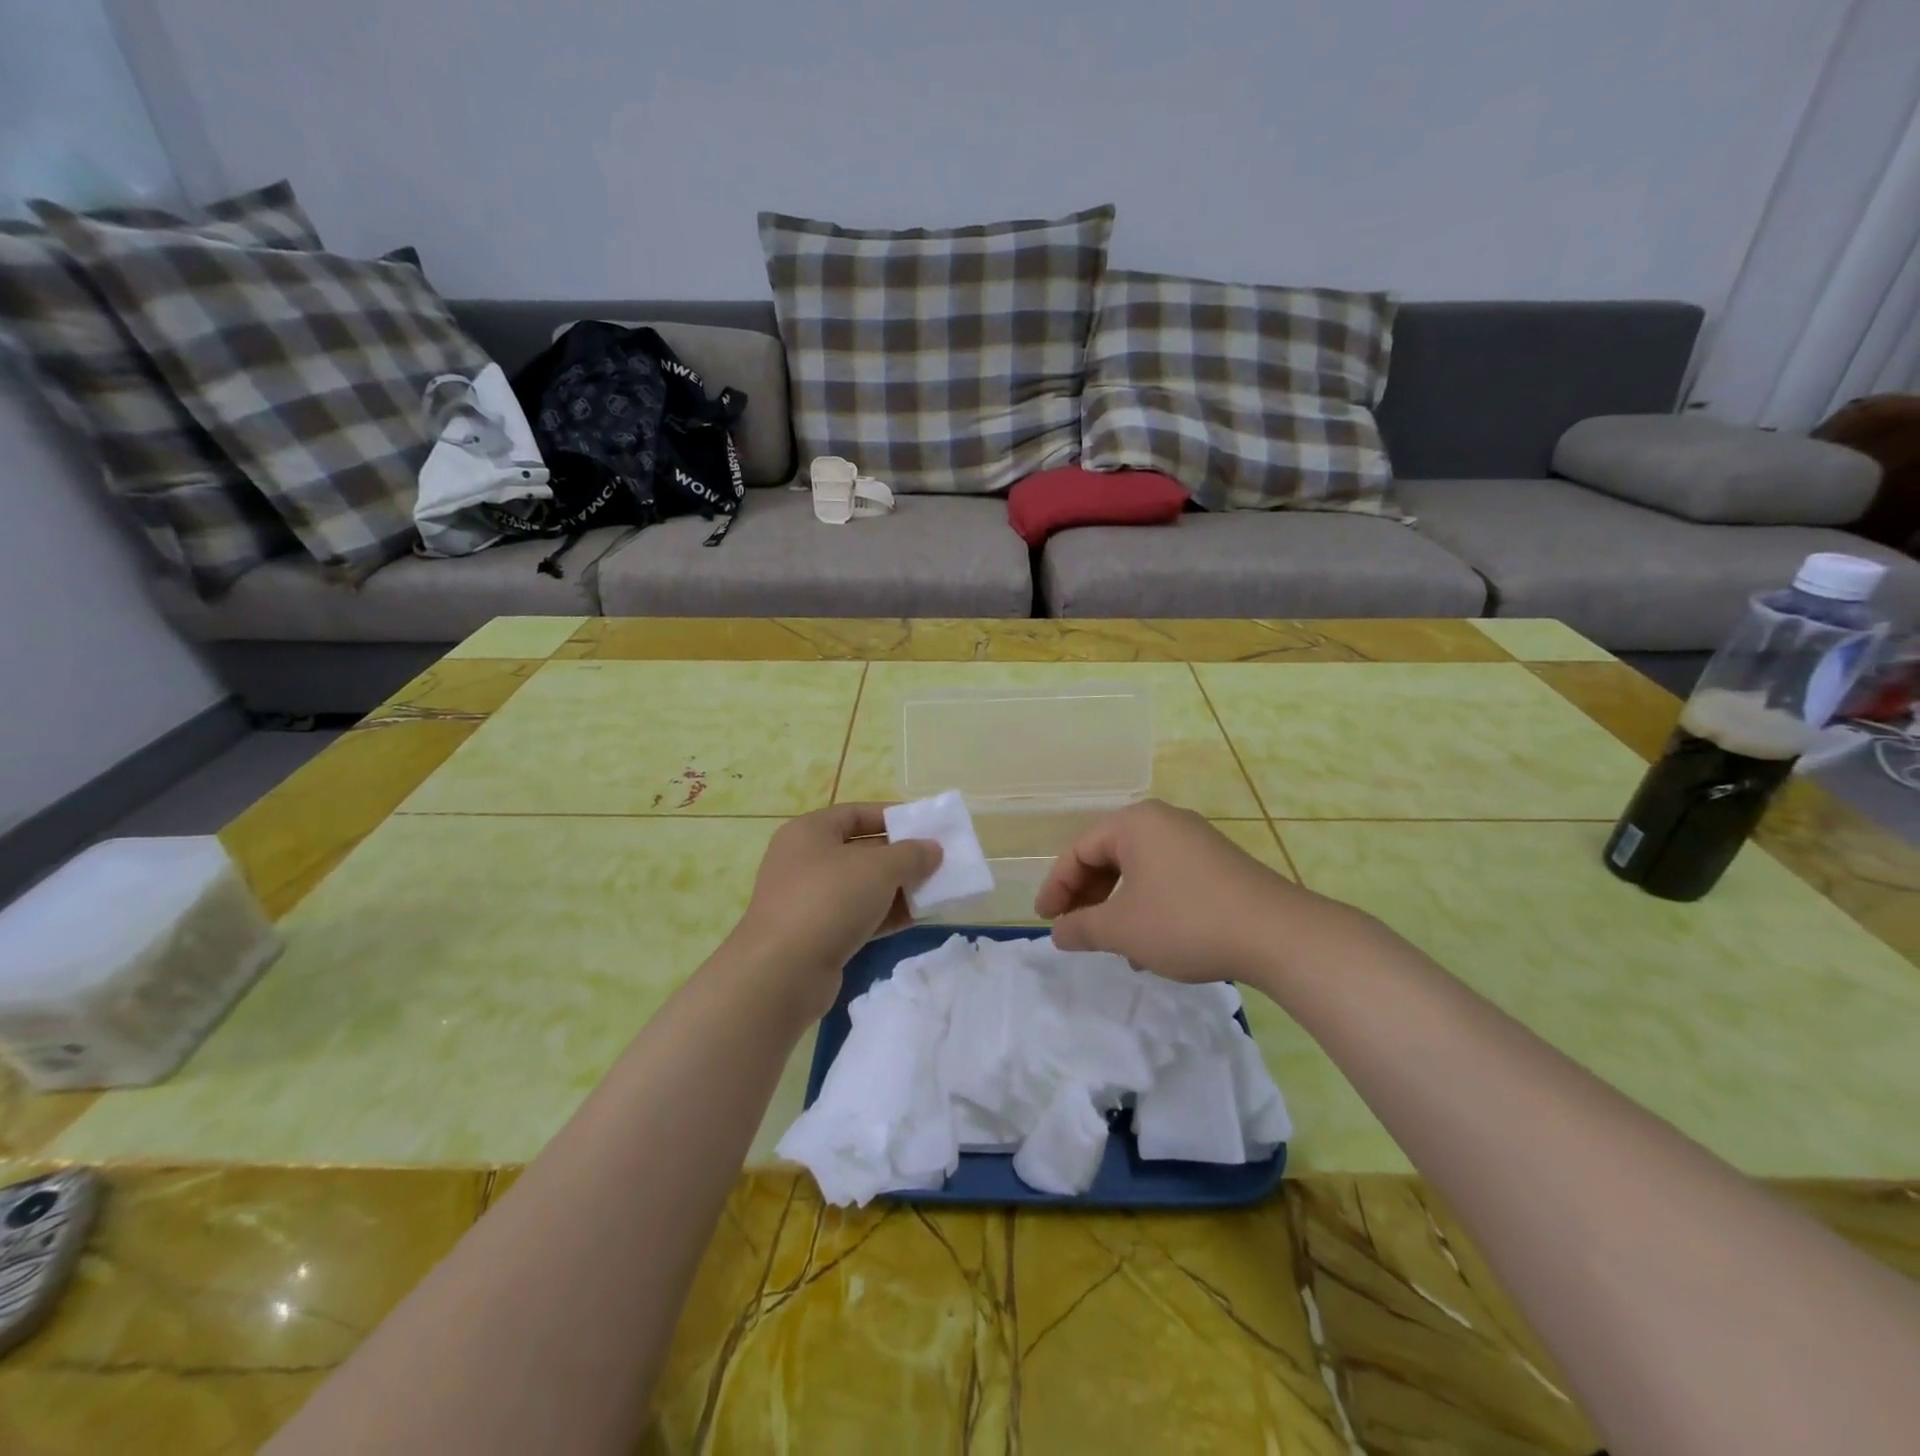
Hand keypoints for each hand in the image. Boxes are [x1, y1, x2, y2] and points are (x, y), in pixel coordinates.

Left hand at [726, 804, 942, 1020]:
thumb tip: (933, 849)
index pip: (856, 814)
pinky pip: (857, 916)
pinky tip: (917, 918)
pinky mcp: (816, 934)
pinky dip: (885, 915)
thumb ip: (911, 854)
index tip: (925, 827)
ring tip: (935, 890)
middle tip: (936, 862)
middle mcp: (804, 861)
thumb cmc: (829, 900)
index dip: (892, 817)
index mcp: (809, 832)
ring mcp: (807, 900)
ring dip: (897, 888)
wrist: (783, 972)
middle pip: (860, 850)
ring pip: (860, 886)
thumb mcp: (879, 868)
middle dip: (899, 856)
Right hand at [1034, 800, 1330, 986]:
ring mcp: (1194, 840)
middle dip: (1087, 896)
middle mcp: (1163, 821)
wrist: (1277, 934)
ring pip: (1137, 870)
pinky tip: (1150, 942)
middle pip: (1107, 856)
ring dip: (1116, 905)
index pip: (1079, 850)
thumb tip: (1058, 932)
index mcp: (1134, 823)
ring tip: (1111, 942)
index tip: (1046, 921)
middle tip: (1074, 929)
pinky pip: (1165, 877)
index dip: (1056, 887)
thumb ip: (1081, 928)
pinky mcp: (1217, 863)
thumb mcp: (1122, 929)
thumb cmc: (1185, 921)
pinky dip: (1147, 904)